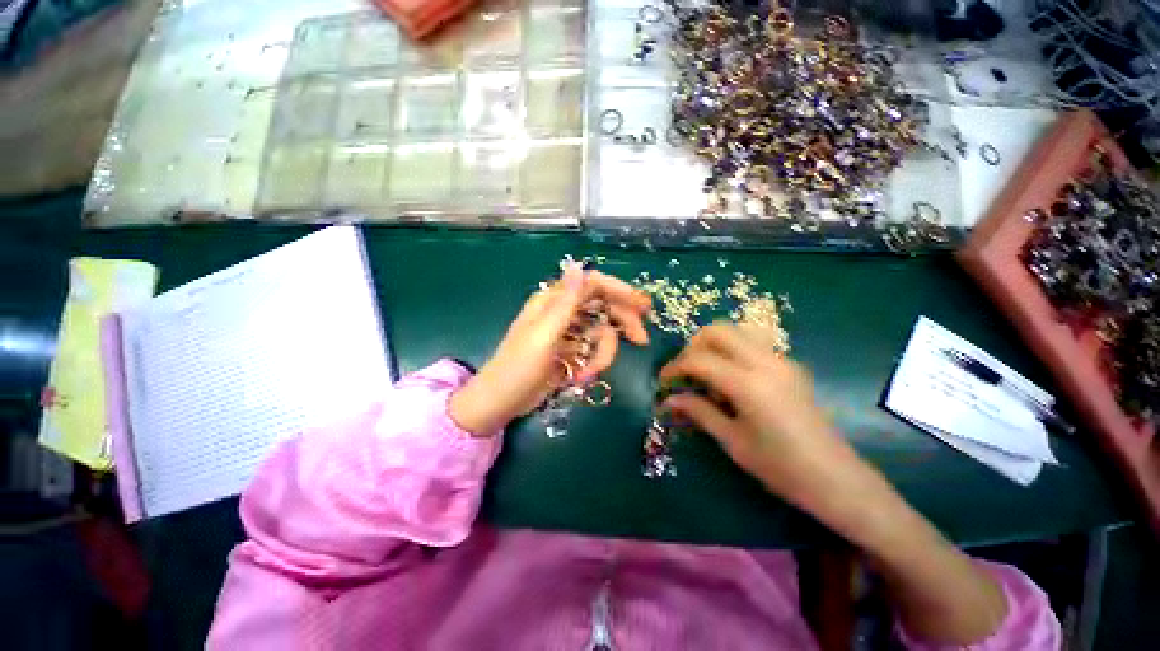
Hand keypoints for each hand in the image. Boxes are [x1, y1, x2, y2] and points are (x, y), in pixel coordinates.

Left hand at [450, 264, 651, 435]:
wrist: (501, 402)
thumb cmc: (517, 367)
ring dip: (601, 356)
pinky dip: (593, 365)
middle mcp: (563, 312)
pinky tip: (580, 378)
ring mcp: (569, 333)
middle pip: (603, 307)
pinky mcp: (571, 352)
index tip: (642, 305)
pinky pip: (594, 352)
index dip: (619, 290)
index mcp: (553, 301)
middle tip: (641, 339)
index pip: (593, 284)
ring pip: (601, 334)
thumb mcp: (543, 335)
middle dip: (622, 323)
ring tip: (587, 374)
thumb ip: (564, 302)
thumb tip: (577, 265)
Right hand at [661, 324, 1008, 643]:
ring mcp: (781, 360)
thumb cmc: (781, 467)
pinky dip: (731, 352)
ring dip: (712, 346)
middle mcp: (765, 361)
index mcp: (748, 383)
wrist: (837, 479)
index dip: (674, 367)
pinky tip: (730, 380)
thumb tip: (668, 400)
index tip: (663, 382)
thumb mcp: (732, 441)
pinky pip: (752, 344)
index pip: (699, 360)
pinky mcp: (790, 366)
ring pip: (736, 332)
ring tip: (704, 374)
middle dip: (692, 347)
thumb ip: (698, 412)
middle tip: (685, 373)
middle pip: (717, 331)